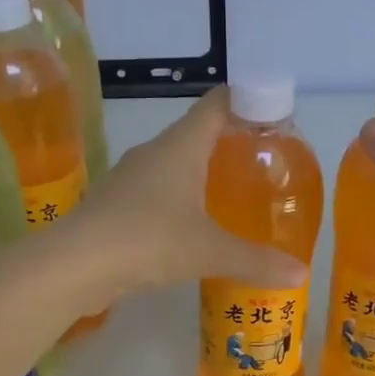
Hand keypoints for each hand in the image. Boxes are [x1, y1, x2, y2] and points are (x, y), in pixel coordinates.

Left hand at [68, 89, 307, 296]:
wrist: (73, 266)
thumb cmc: (147, 240)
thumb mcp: (209, 252)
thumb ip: (256, 261)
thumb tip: (301, 274)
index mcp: (180, 147)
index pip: (217, 104)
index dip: (247, 101)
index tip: (274, 113)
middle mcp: (155, 153)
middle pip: (197, 133)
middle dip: (230, 142)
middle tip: (263, 162)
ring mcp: (131, 179)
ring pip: (175, 165)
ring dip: (202, 174)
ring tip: (234, 195)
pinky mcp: (117, 205)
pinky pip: (157, 192)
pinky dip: (180, 200)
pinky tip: (193, 227)